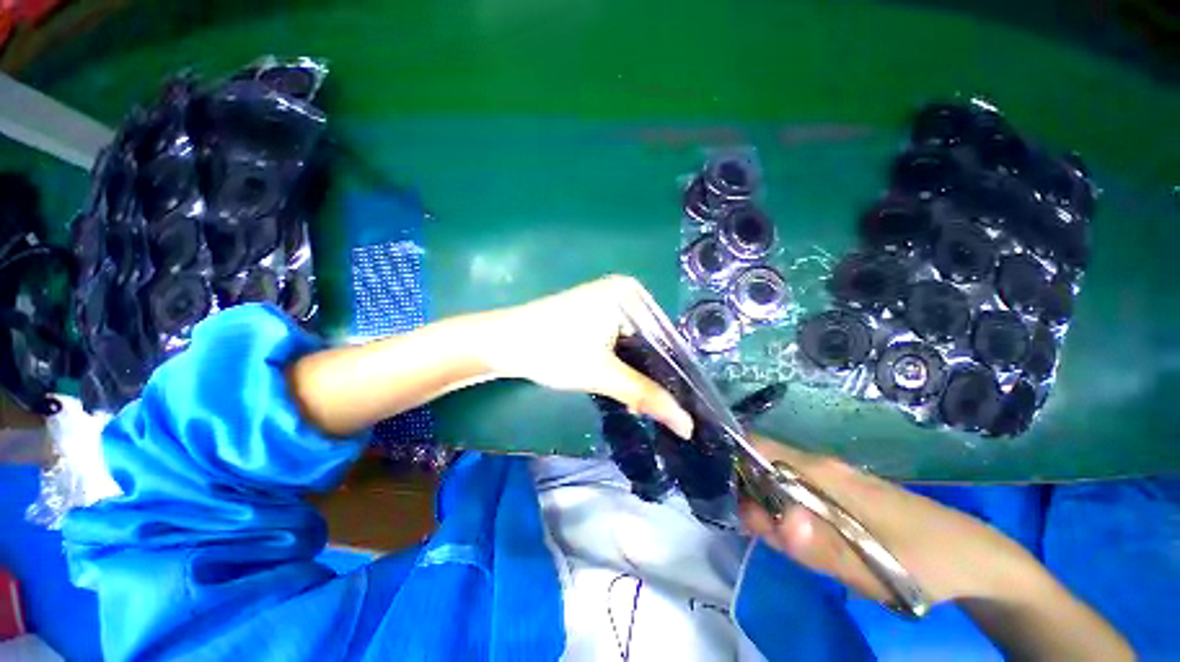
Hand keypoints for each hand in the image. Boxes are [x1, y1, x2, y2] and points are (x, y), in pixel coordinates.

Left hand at [477, 276, 693, 438]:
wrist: (504, 343)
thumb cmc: (554, 350)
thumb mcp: (604, 374)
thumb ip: (646, 396)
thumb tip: (686, 425)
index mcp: (631, 294)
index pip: (667, 338)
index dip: (676, 373)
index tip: (684, 404)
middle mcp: (624, 293)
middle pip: (652, 341)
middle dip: (656, 374)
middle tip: (667, 409)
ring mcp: (608, 302)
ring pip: (636, 344)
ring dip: (640, 371)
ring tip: (651, 402)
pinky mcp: (595, 315)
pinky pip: (621, 340)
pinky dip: (625, 362)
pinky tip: (629, 384)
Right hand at [739, 439, 1036, 604]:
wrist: (974, 558)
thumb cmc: (925, 559)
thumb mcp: (872, 567)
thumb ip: (817, 546)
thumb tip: (770, 520)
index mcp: (822, 471)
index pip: (758, 447)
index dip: (734, 465)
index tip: (731, 502)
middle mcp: (820, 466)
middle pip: (762, 465)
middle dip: (749, 496)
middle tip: (764, 537)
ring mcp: (830, 479)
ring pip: (777, 482)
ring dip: (768, 509)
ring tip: (784, 545)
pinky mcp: (839, 495)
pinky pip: (796, 494)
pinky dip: (785, 513)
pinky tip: (802, 540)